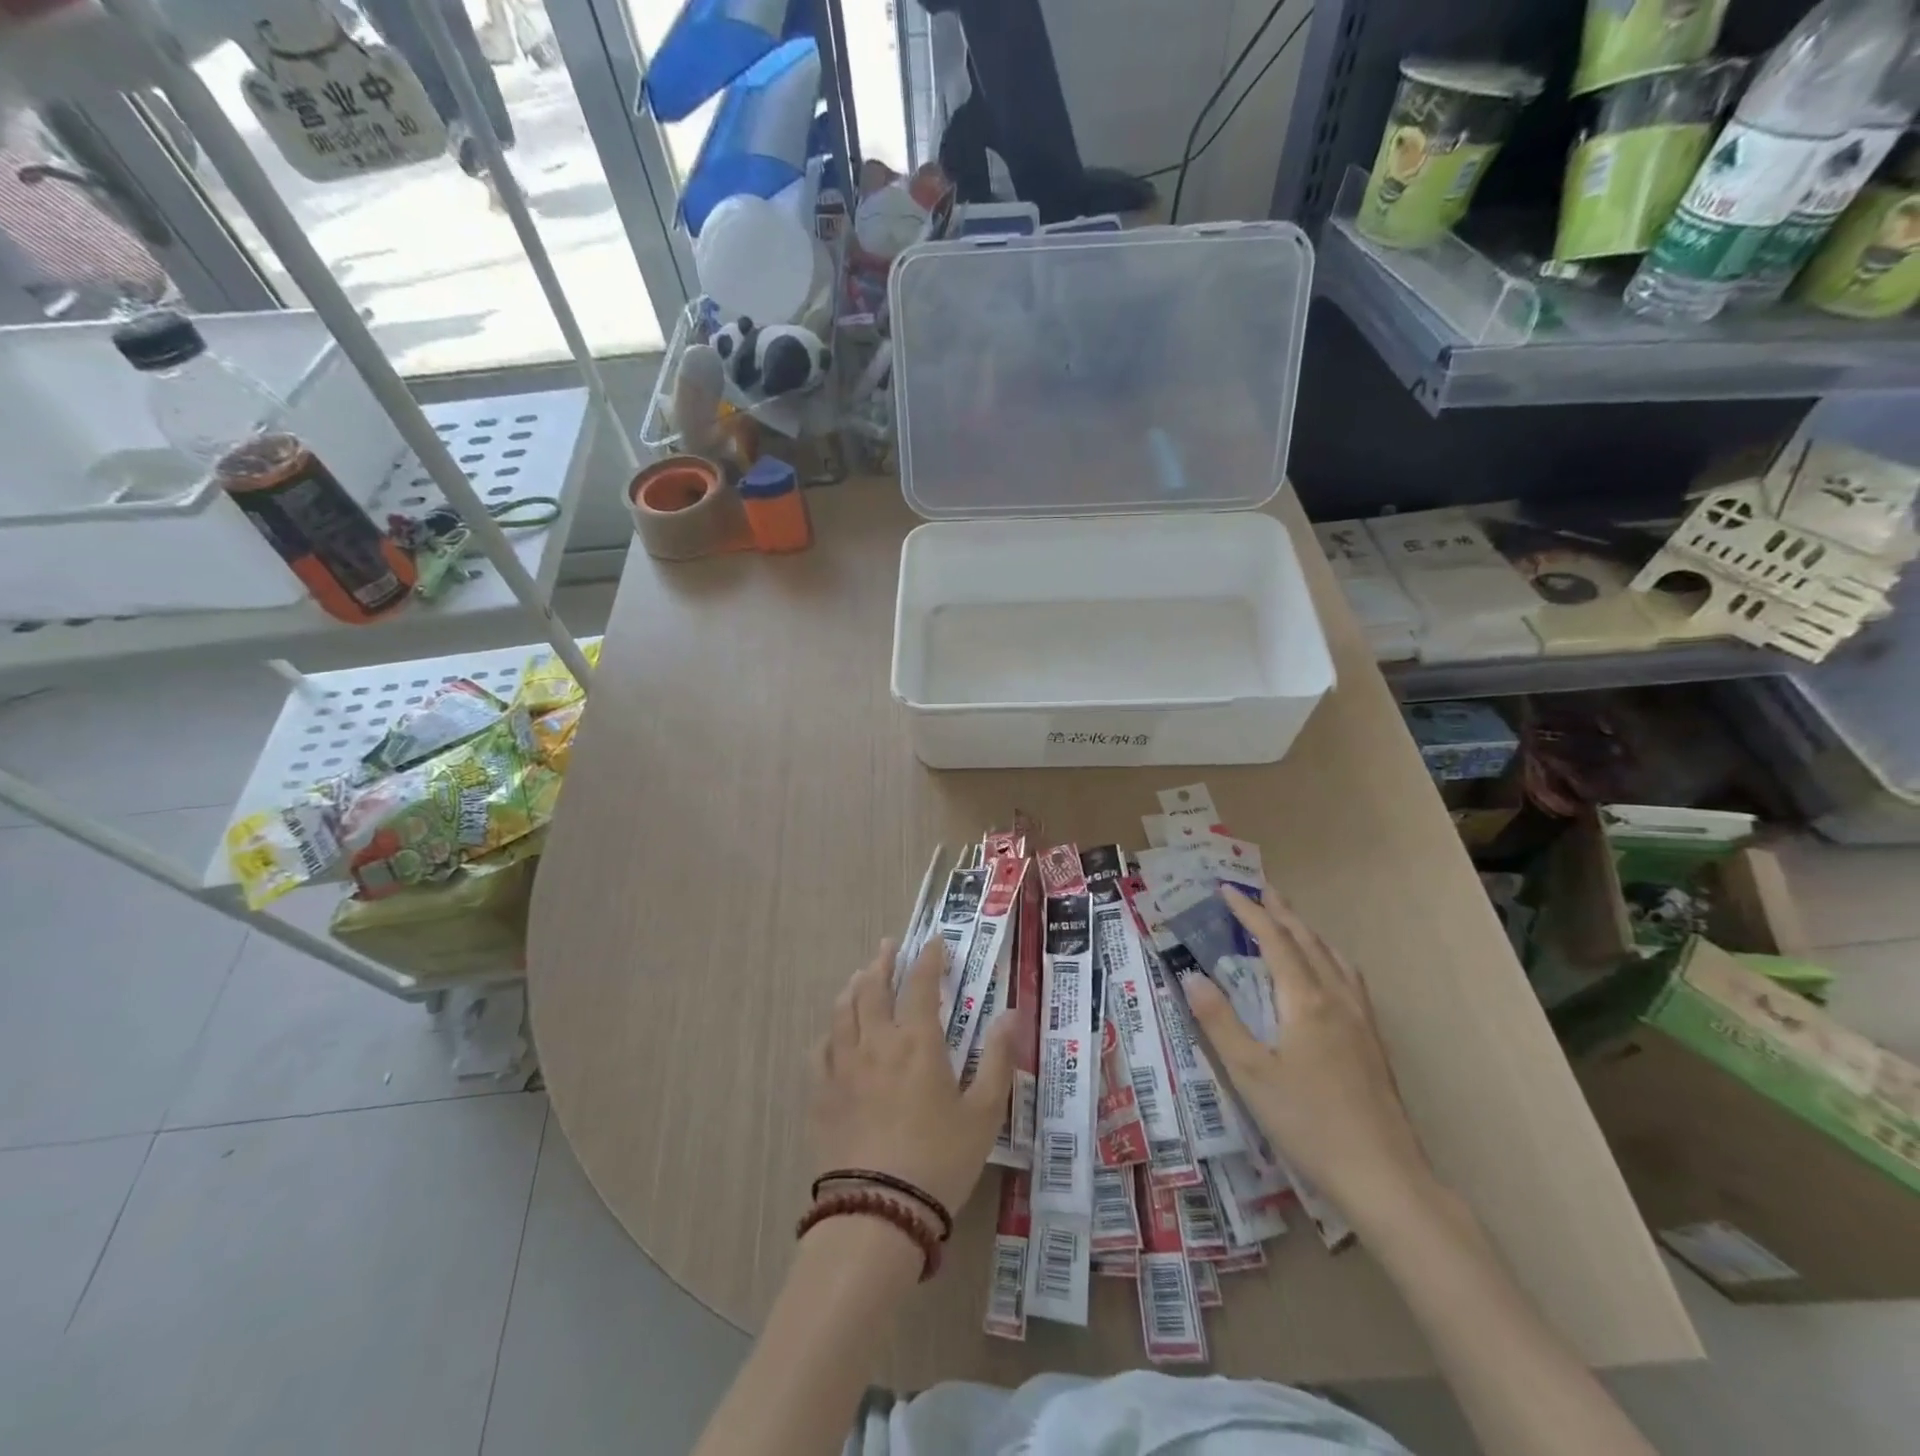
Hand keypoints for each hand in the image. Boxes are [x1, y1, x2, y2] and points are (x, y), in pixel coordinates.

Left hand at [808, 937, 1016, 1217]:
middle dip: (883, 961)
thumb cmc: (939, 1161)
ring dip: (855, 986)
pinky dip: (831, 1030)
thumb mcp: (984, 1114)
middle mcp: (876, 1041)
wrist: (877, 1212)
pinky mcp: (821, 1092)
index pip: (921, 984)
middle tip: (889, 946)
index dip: (929, 958)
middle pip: (874, 987)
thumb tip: (1010, 1015)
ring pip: (843, 1010)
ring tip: (862, 976)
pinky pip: (821, 1047)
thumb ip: (998, 1060)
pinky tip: (834, 1032)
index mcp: (917, 1041)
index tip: (934, 942)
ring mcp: (843, 1065)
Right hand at [1184, 886, 1434, 1223]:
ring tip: (1290, 921)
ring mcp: (1361, 1020)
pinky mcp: (1373, 1041)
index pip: (1274, 940)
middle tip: (1260, 889)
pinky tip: (1328, 974)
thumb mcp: (1250, 1074)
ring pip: (1333, 957)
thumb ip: (1219, 1021)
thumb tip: (1191, 976)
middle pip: (1307, 940)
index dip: (1249, 912)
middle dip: (1281, 911)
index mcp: (1305, 1000)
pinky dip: (1329, 957)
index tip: (1226, 889)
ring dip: (1307, 931)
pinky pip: (1349, 978)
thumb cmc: (1308, 1123)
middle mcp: (1336, 999)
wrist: (1384, 1176)